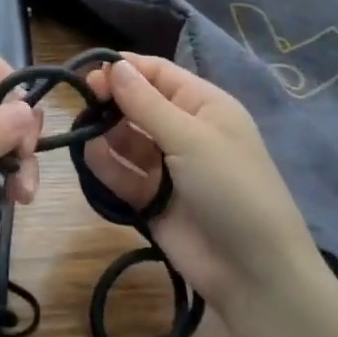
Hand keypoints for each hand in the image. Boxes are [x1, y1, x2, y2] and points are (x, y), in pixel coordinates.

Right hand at [84, 53, 321, 313]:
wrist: (253, 271)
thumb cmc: (230, 188)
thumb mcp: (191, 138)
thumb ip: (146, 103)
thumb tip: (115, 65)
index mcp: (203, 106)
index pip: (158, 73)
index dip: (126, 69)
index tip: (90, 73)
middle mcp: (184, 130)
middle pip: (138, 104)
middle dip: (111, 101)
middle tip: (84, 104)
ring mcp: (166, 166)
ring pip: (125, 138)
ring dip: (105, 133)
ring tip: (85, 133)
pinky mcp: (150, 198)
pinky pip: (122, 173)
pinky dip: (106, 164)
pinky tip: (91, 157)